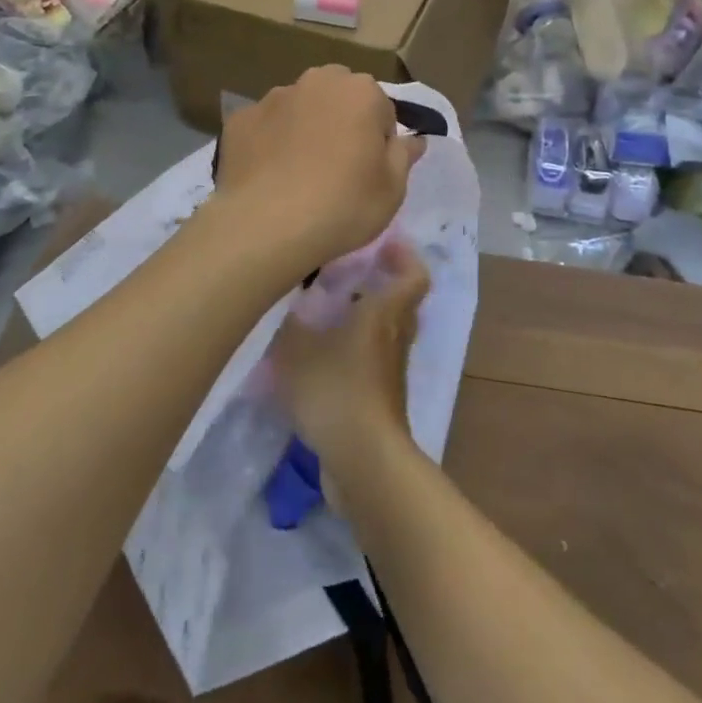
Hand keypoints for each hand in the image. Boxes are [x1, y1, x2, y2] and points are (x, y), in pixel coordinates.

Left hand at [212, 66, 424, 276]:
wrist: (266, 225)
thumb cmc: (343, 205)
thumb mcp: (392, 189)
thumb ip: (404, 155)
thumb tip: (414, 139)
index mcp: (361, 91)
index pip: (382, 109)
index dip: (379, 141)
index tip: (370, 171)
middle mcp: (317, 81)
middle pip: (339, 96)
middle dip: (342, 120)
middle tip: (338, 166)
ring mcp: (274, 97)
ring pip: (300, 107)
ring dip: (305, 127)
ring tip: (299, 173)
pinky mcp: (241, 119)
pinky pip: (265, 126)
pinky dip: (270, 142)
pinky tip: (269, 176)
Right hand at [270, 239, 428, 485]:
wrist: (363, 460)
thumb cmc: (335, 390)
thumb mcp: (297, 349)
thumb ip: (290, 321)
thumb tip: (287, 301)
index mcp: (384, 314)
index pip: (414, 275)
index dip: (405, 256)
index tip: (385, 243)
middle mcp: (395, 338)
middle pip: (402, 302)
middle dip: (383, 284)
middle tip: (353, 273)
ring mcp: (391, 372)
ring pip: (388, 333)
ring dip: (369, 319)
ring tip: (333, 312)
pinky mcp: (382, 400)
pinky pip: (375, 362)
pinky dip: (359, 352)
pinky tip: (326, 357)